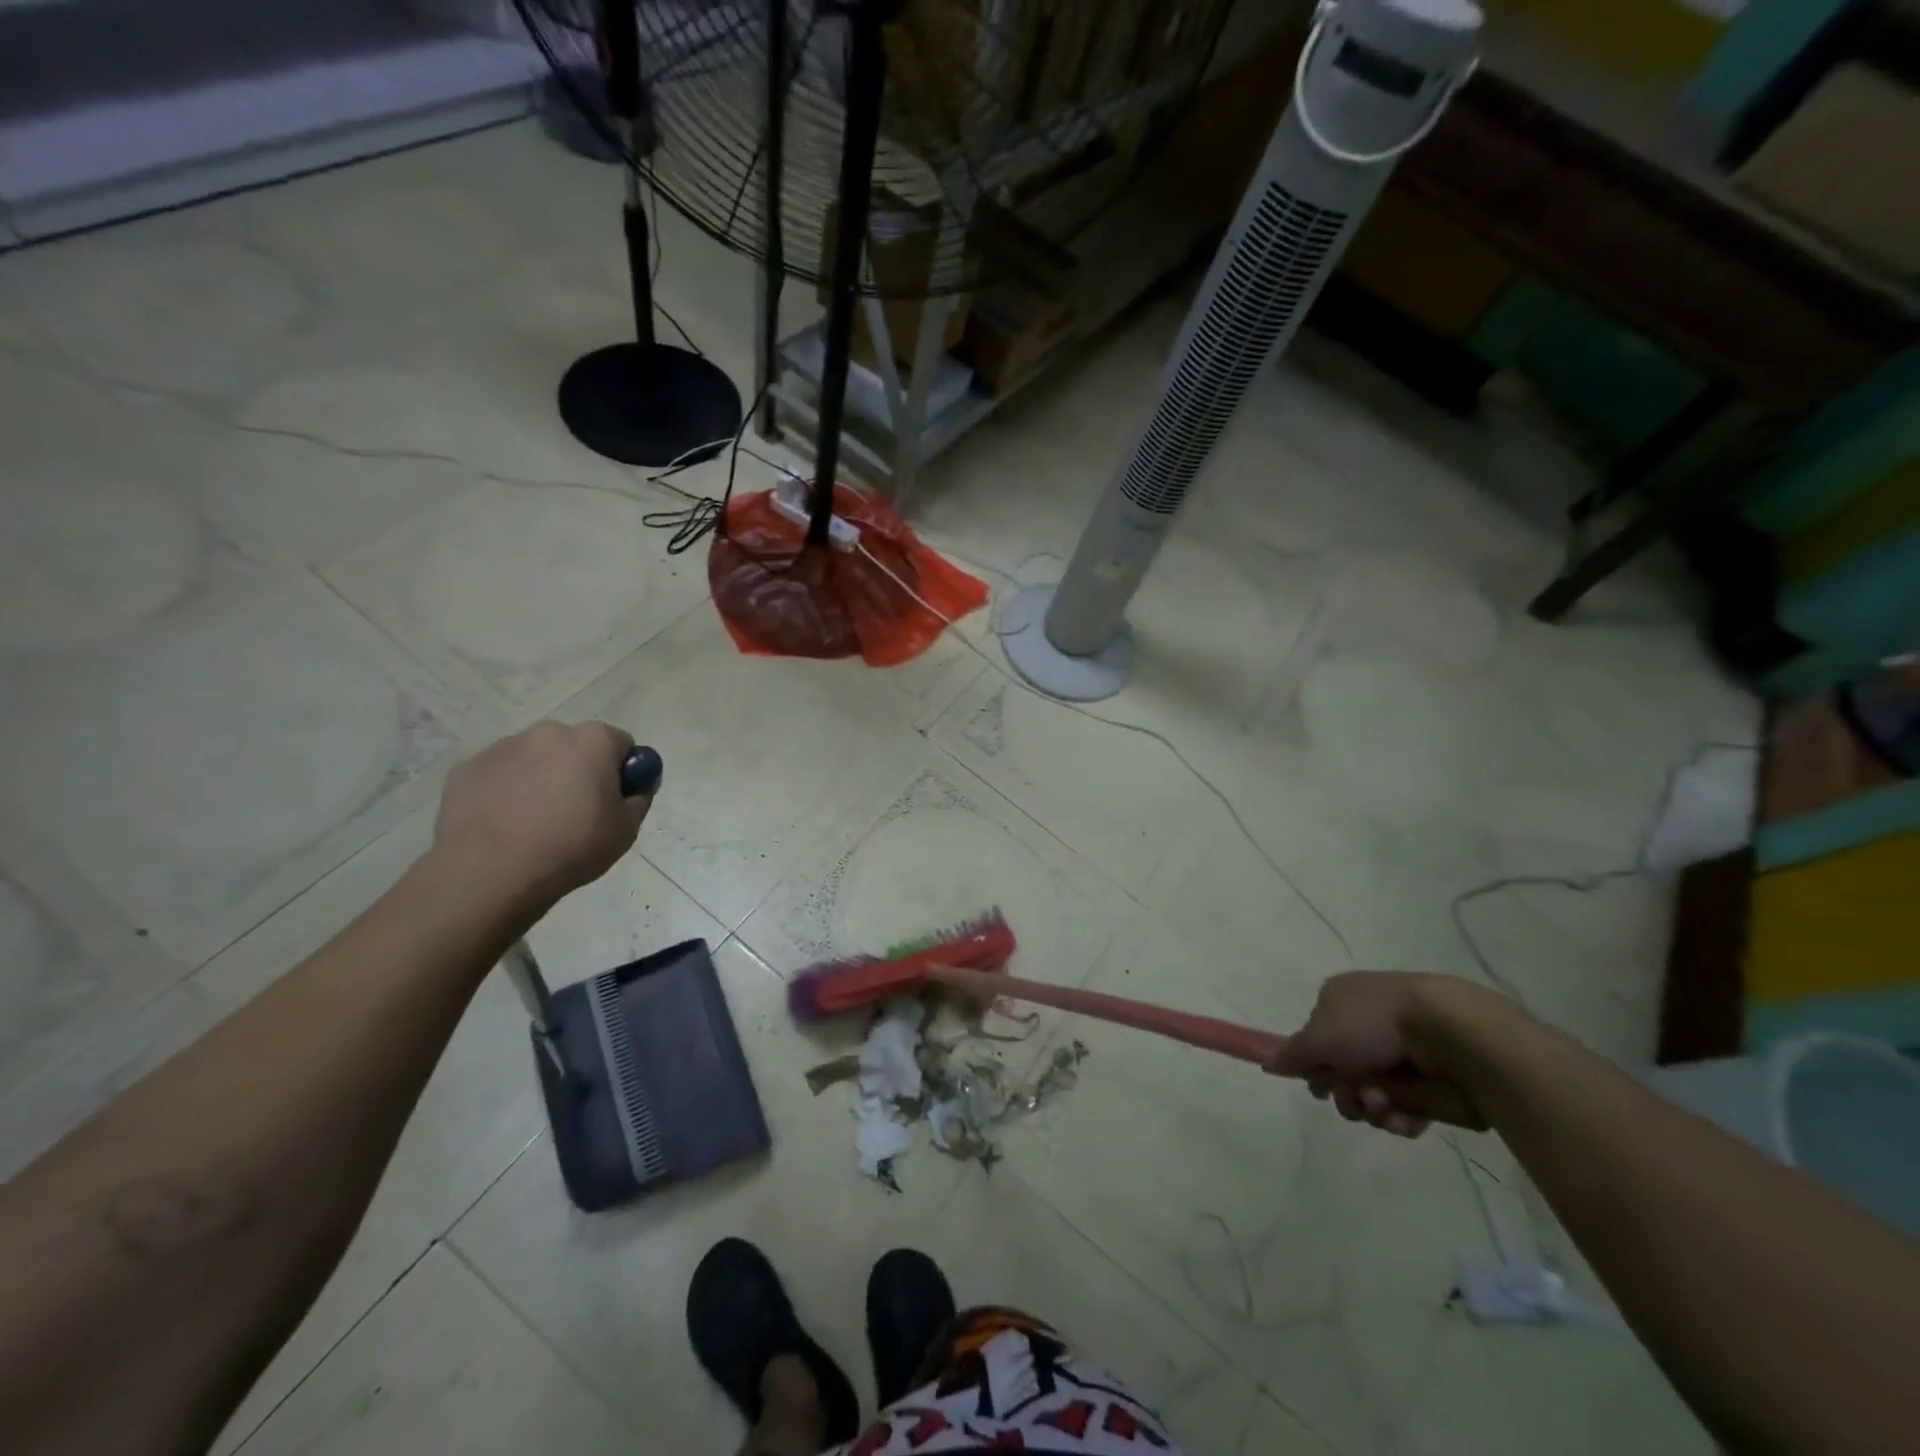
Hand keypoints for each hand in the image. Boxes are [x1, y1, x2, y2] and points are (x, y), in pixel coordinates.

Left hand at [432, 721, 653, 912]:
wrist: (490, 871)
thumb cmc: (571, 845)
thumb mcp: (626, 829)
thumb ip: (639, 797)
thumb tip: (637, 785)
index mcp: (593, 740)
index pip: (621, 745)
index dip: (622, 773)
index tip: (614, 802)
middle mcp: (549, 732)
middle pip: (576, 747)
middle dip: (580, 771)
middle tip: (577, 814)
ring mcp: (503, 747)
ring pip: (535, 759)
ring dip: (542, 779)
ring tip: (535, 824)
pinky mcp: (467, 768)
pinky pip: (500, 775)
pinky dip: (506, 792)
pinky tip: (505, 825)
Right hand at [1271, 972, 1494, 1135]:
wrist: (1449, 1032)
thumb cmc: (1373, 1025)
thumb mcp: (1318, 1038)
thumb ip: (1291, 1054)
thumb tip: (1268, 1063)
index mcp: (1341, 1000)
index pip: (1316, 1038)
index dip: (1315, 1065)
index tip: (1320, 1083)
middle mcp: (1369, 1022)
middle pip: (1343, 1072)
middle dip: (1345, 1093)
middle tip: (1353, 1097)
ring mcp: (1403, 1050)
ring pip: (1374, 1094)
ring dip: (1373, 1106)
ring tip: (1385, 1103)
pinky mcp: (1433, 1078)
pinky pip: (1407, 1107)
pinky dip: (1402, 1116)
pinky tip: (1407, 1114)